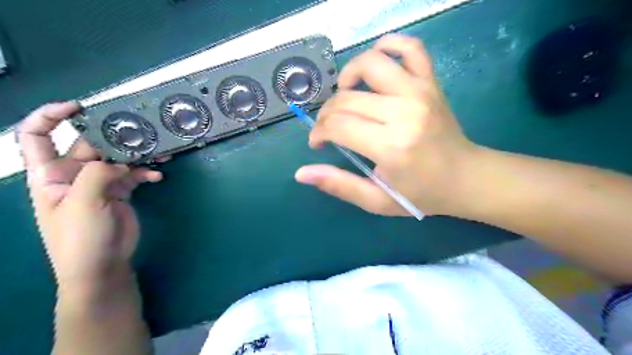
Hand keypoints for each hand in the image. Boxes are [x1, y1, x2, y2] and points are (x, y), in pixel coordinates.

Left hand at [17, 101, 163, 291]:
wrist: (102, 265)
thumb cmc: (79, 237)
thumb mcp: (81, 203)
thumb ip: (97, 174)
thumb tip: (120, 162)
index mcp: (50, 174)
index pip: (37, 136)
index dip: (50, 116)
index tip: (78, 107)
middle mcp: (73, 174)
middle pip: (90, 145)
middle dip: (113, 136)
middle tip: (140, 131)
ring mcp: (99, 183)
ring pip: (118, 159)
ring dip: (138, 155)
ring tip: (159, 152)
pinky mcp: (120, 192)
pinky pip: (134, 175)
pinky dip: (146, 174)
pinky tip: (158, 177)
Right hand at [296, 34, 479, 215]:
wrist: (466, 178)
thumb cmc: (420, 194)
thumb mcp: (376, 200)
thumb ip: (339, 185)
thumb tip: (301, 173)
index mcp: (391, 147)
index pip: (338, 126)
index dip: (319, 133)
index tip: (318, 142)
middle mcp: (404, 112)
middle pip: (347, 99)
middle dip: (327, 114)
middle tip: (329, 128)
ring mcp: (420, 92)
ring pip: (371, 63)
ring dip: (348, 75)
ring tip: (346, 94)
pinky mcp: (431, 82)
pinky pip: (410, 47)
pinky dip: (389, 45)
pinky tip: (376, 62)